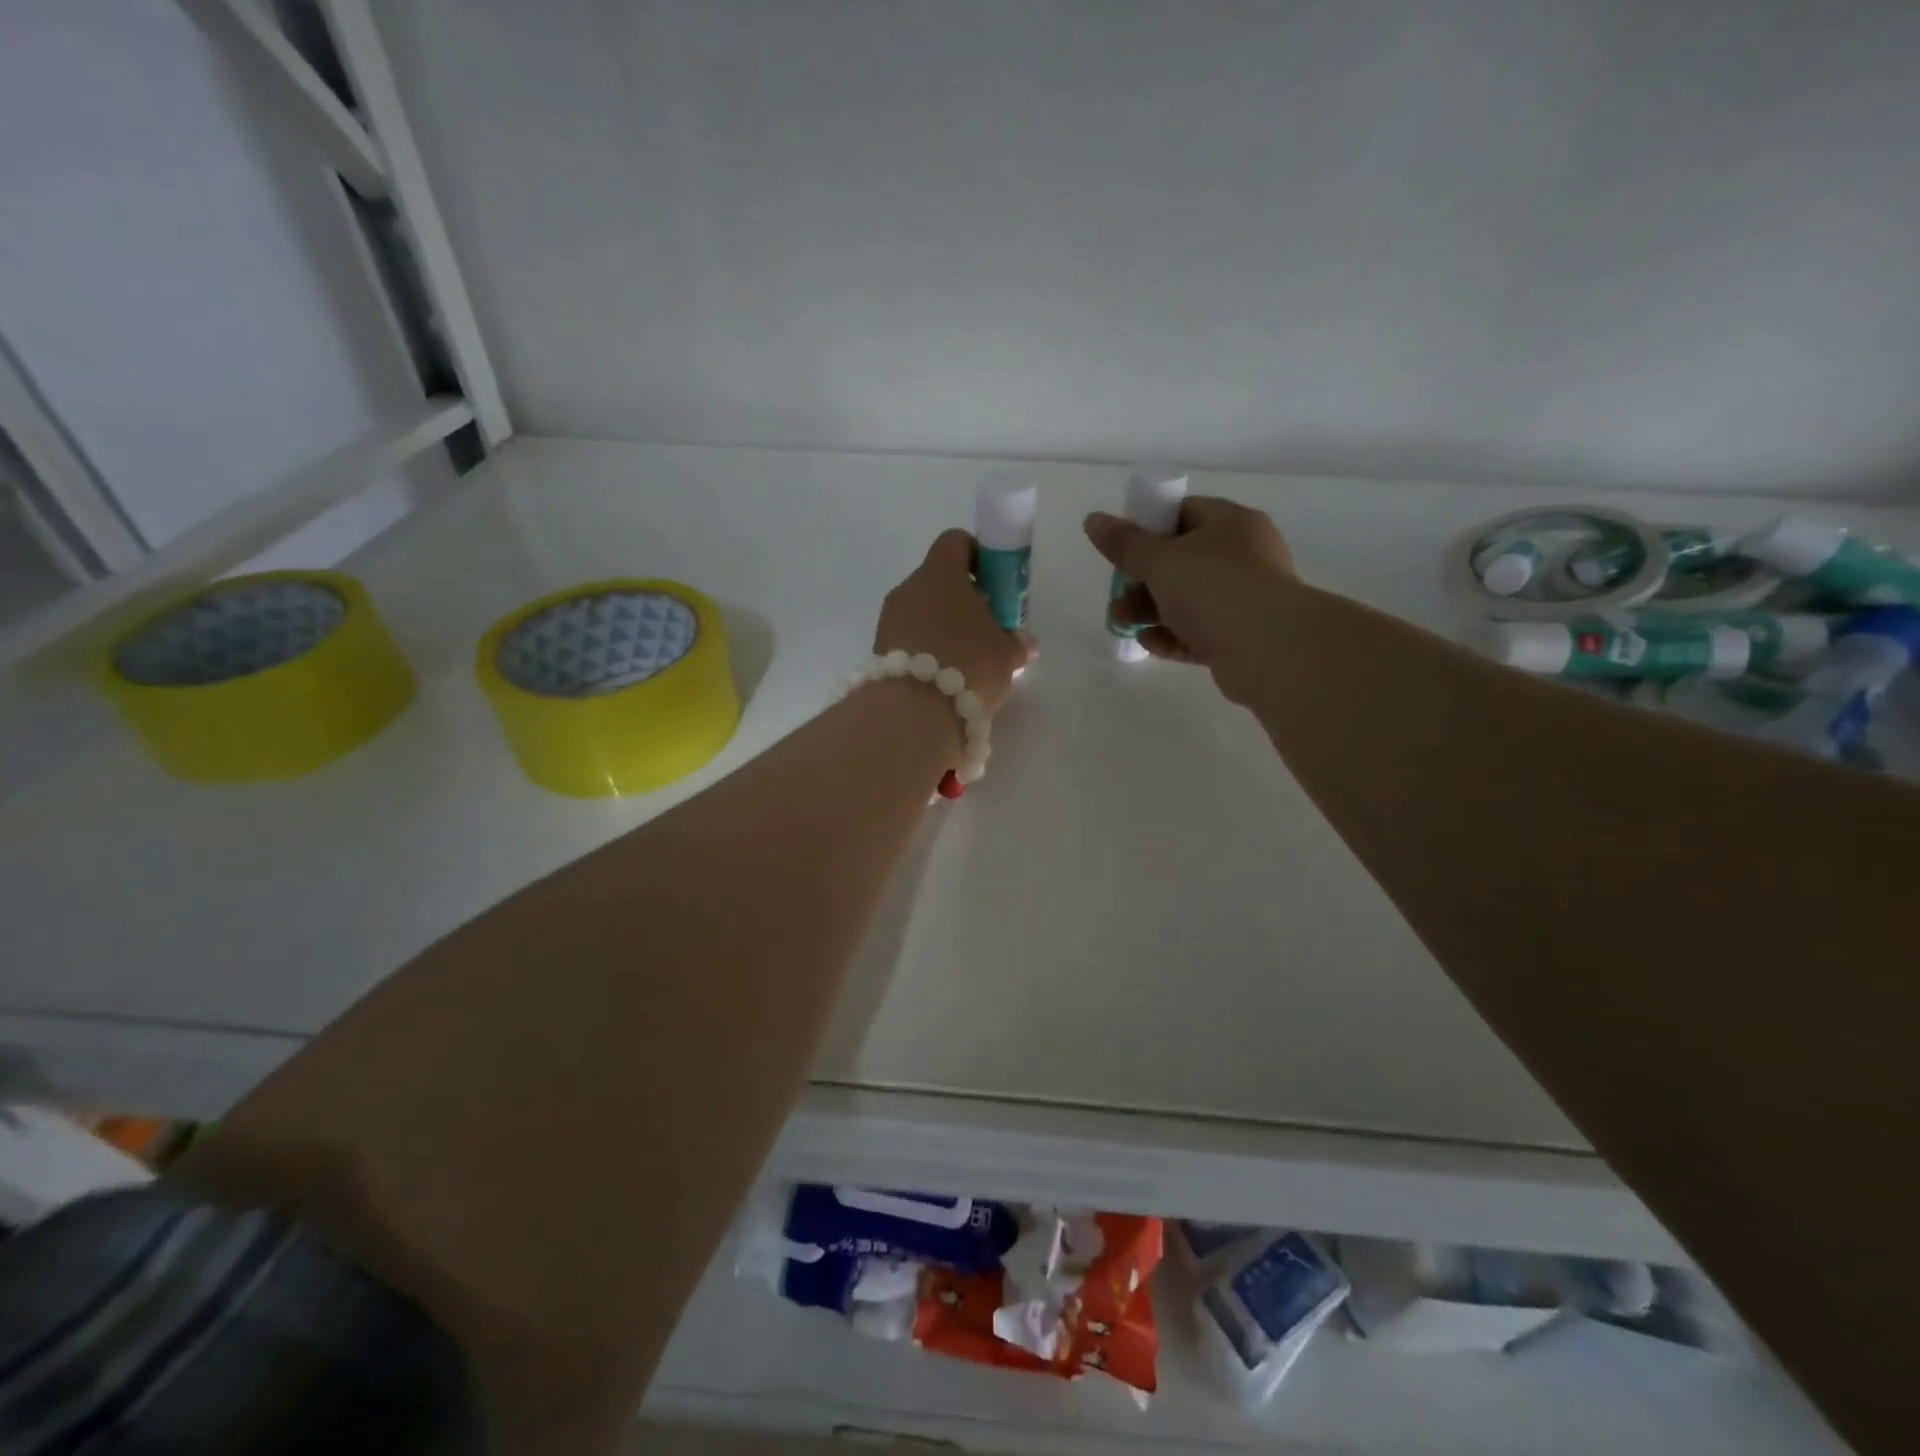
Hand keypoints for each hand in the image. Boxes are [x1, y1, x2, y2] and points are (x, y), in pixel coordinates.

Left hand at [875, 529, 1034, 714]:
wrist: (913, 714)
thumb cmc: (968, 666)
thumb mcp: (1006, 655)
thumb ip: (1016, 642)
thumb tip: (1023, 641)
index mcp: (940, 573)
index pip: (955, 542)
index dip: (977, 556)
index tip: (994, 583)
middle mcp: (909, 588)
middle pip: (938, 581)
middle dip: (963, 600)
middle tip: (986, 629)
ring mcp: (889, 620)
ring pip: (922, 611)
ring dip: (944, 628)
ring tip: (968, 660)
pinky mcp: (879, 650)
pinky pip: (910, 639)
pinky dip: (928, 650)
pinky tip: (946, 677)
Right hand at [1084, 496, 1295, 704]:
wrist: (1268, 649)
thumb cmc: (1213, 588)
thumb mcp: (1160, 560)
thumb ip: (1125, 544)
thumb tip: (1093, 520)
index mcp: (1231, 524)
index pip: (1185, 513)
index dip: (1150, 528)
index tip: (1123, 549)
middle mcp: (1243, 557)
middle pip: (1182, 562)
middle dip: (1142, 581)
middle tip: (1117, 597)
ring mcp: (1245, 599)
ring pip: (1188, 601)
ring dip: (1150, 612)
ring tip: (1122, 625)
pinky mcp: (1242, 638)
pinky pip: (1199, 632)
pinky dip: (1172, 637)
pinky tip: (1149, 644)